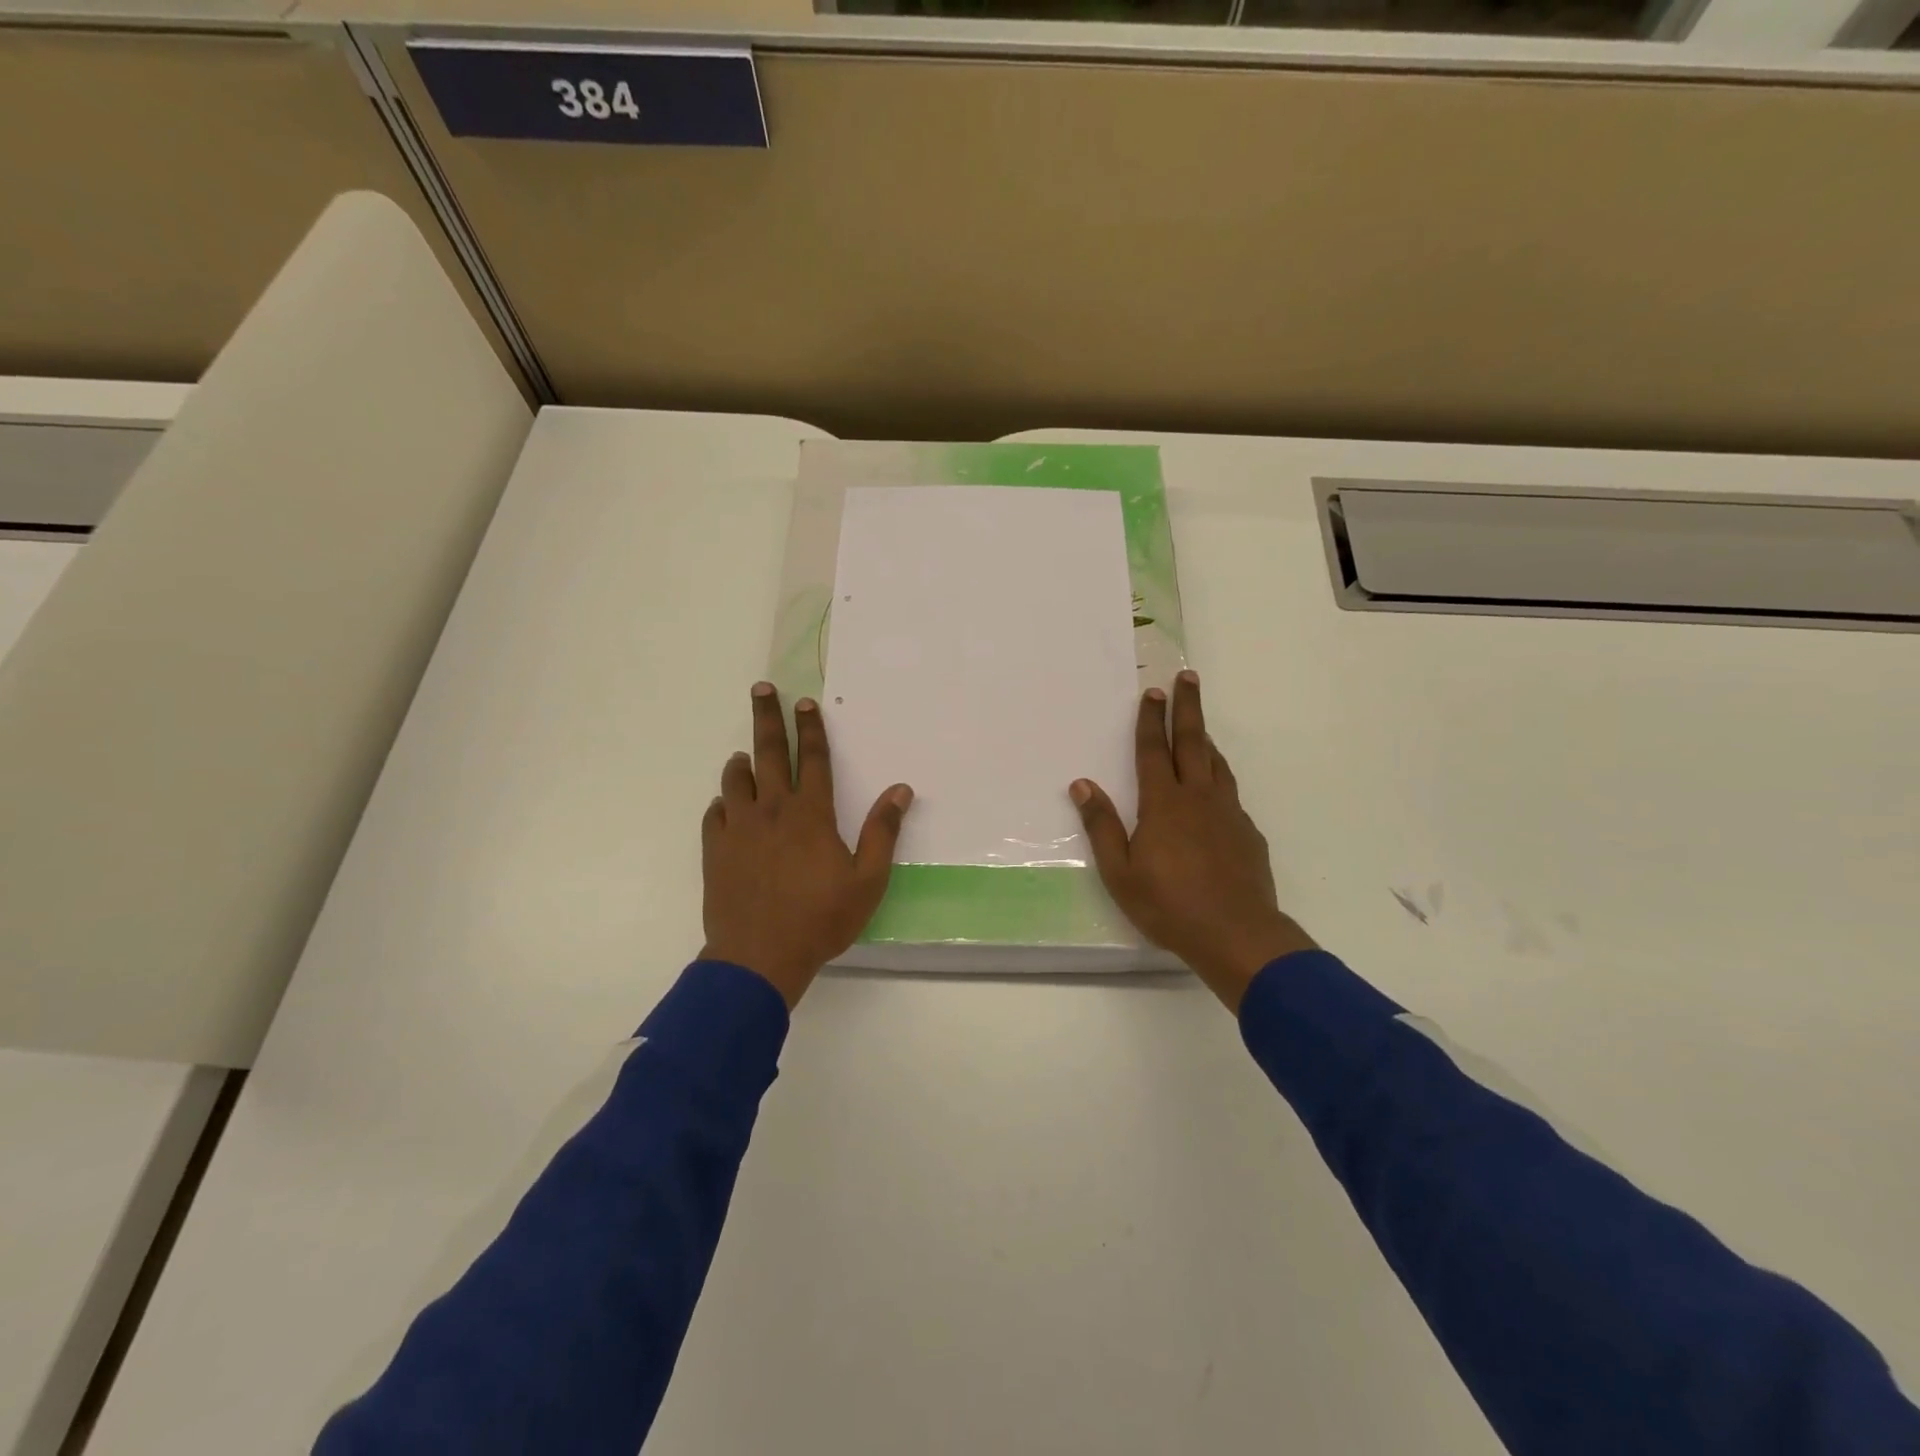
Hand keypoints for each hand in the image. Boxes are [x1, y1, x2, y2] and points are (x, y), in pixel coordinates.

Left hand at [701, 682, 912, 1006]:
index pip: (813, 759)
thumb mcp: (867, 881)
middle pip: (768, 753)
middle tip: (761, 690)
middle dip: (767, 718)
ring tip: (743, 755)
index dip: (811, 729)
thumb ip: (882, 832)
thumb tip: (901, 790)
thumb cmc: (820, 919)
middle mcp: (772, 810)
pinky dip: (722, 803)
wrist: (759, 957)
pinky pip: (714, 814)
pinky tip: (725, 806)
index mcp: (810, 814)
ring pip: (736, 780)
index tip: (805, 702)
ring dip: (741, 763)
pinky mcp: (715, 850)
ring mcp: (738, 829)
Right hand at [1070, 670, 1314, 1010]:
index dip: (1151, 719)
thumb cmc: (1169, 905)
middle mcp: (1198, 798)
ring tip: (1200, 726)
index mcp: (1164, 803)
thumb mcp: (1120, 872)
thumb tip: (1082, 784)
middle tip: (1188, 677)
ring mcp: (1228, 814)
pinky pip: (1230, 793)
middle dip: (1188, 707)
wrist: (1238, 935)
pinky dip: (1219, 778)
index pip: (1154, 750)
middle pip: (1193, 742)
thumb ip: (1101, 825)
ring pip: (1217, 764)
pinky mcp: (1248, 833)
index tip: (1153, 691)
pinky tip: (1216, 791)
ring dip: (1206, 739)